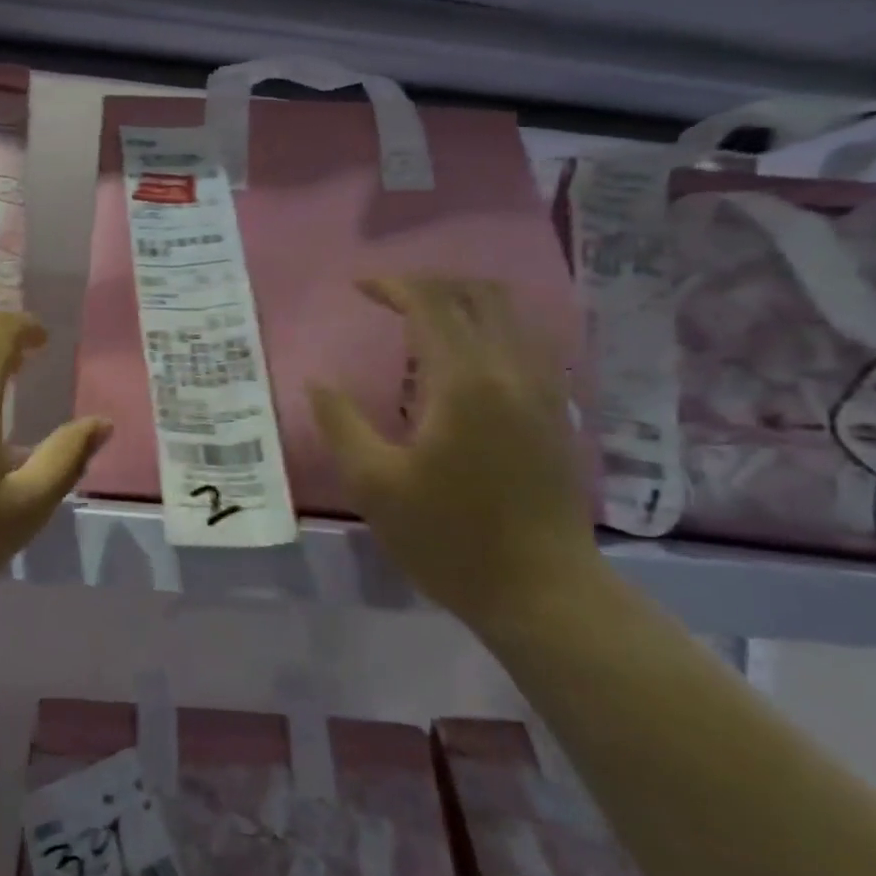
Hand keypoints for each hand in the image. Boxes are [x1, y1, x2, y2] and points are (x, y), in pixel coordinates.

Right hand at [308, 277, 597, 626]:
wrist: (543, 591)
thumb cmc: (449, 539)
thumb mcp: (374, 485)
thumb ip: (341, 423)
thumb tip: (317, 382)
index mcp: (465, 382)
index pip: (431, 304)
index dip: (393, 285)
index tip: (358, 287)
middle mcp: (512, 371)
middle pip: (479, 294)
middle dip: (432, 283)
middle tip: (390, 296)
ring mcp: (544, 390)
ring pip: (511, 314)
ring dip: (466, 301)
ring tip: (424, 318)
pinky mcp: (557, 412)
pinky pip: (527, 342)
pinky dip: (492, 328)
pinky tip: (467, 358)